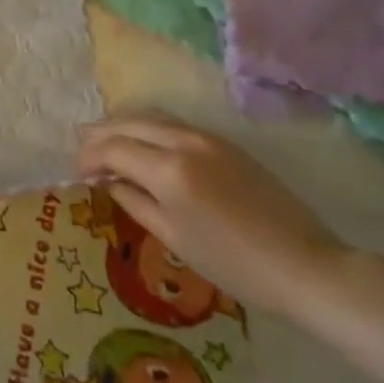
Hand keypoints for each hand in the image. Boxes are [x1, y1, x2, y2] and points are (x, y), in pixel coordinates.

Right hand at [77, 115, 347, 319]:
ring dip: (124, 124)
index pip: (114, 149)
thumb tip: (109, 182)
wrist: (305, 265)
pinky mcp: (224, 142)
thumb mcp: (175, 239)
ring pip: (152, 116)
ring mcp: (206, 137)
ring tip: (106, 140)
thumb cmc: (236, 265)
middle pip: (129, 123)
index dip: (89, 157)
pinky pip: (174, 123)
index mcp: (169, 170)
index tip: (77, 172)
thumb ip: (136, 203)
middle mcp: (184, 142)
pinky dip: (149, 127)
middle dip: (100, 134)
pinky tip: (143, 143)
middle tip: (82, 149)